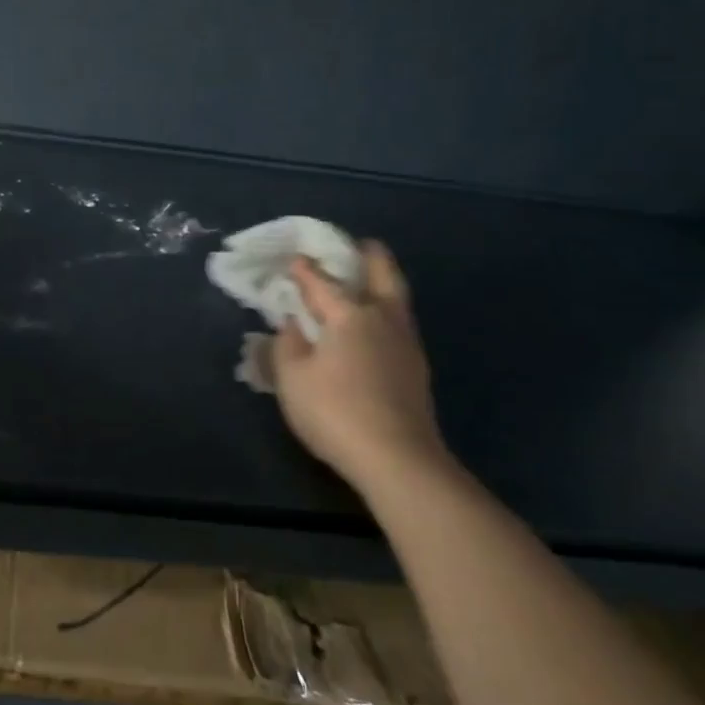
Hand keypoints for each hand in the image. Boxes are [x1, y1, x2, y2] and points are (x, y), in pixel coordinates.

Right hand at [272, 242, 446, 488]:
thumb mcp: (291, 378)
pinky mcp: (417, 369)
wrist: (397, 459)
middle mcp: (383, 320)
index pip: (322, 283)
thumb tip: (292, 323)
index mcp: (350, 315)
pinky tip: (375, 327)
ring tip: (369, 281)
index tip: (294, 259)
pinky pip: (400, 325)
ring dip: (383, 283)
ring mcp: (406, 344)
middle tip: (361, 244)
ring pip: (397, 300)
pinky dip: (387, 312)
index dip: (305, 271)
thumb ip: (287, 345)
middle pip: (383, 275)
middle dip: (370, 256)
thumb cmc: (335, 411)